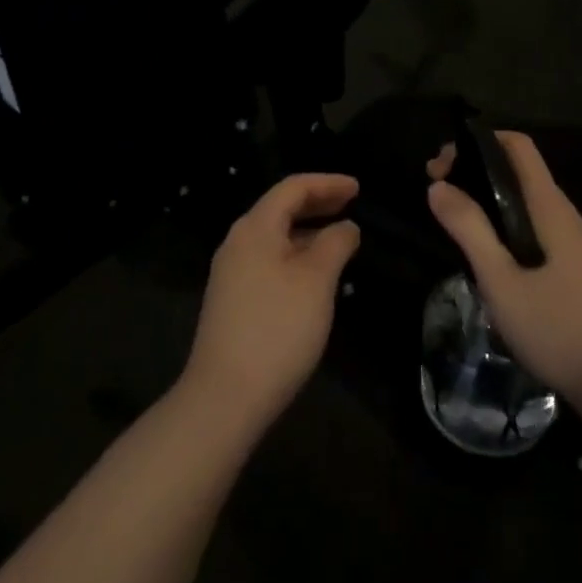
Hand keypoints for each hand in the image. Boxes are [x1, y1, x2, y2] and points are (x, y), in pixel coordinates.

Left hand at [182, 173, 361, 431]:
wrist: (223, 399)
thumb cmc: (277, 329)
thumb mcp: (316, 281)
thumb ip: (335, 244)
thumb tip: (346, 227)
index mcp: (255, 227)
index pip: (293, 188)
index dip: (327, 183)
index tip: (358, 188)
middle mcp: (238, 242)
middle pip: (281, 208)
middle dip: (317, 203)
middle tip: (351, 205)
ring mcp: (231, 273)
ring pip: (275, 237)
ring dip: (307, 232)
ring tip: (339, 239)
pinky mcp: (232, 301)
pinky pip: (268, 260)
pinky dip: (295, 255)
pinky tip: (314, 275)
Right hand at [427, 133, 581, 413]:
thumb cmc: (558, 326)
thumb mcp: (502, 280)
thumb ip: (470, 229)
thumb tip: (437, 187)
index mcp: (547, 204)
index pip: (516, 144)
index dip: (478, 142)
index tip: (443, 166)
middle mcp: (559, 211)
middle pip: (515, 168)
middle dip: (474, 169)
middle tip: (437, 192)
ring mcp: (567, 239)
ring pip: (520, 198)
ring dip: (485, 198)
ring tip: (452, 219)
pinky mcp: (568, 264)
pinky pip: (527, 224)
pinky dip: (499, 222)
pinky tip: (482, 252)